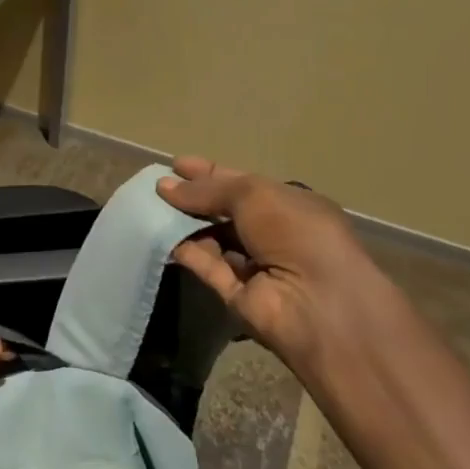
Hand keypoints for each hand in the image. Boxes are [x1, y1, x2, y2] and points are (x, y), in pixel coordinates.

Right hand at [158, 156, 394, 366]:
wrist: (319, 303)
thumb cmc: (296, 232)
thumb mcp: (253, 194)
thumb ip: (208, 188)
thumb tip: (165, 186)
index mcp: (290, 206)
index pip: (243, 184)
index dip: (210, 173)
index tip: (176, 165)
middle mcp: (275, 234)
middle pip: (225, 212)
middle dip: (193, 198)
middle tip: (156, 187)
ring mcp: (256, 266)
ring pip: (213, 239)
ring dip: (185, 224)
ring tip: (150, 208)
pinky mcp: (237, 295)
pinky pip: (207, 267)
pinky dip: (186, 252)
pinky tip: (161, 236)